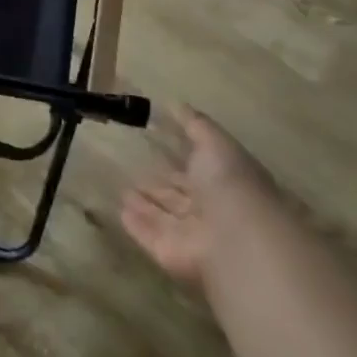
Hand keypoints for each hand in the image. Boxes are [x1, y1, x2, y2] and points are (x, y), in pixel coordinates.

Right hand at [120, 104, 268, 287]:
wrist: (237, 240)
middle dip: (160, 184)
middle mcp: (209, 211)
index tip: (157, 146)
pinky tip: (119, 209)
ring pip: (164, 216)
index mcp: (224, 184)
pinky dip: (135, 223)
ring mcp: (190, 235)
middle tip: (135, 169)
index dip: (181, 160)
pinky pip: (148, 234)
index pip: (199, 171)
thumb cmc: (230, 184)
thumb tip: (174, 103)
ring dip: (146, 204)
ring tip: (122, 189)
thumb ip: (195, 125)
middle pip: (180, 196)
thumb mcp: (216, 143)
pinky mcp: (169, 253)